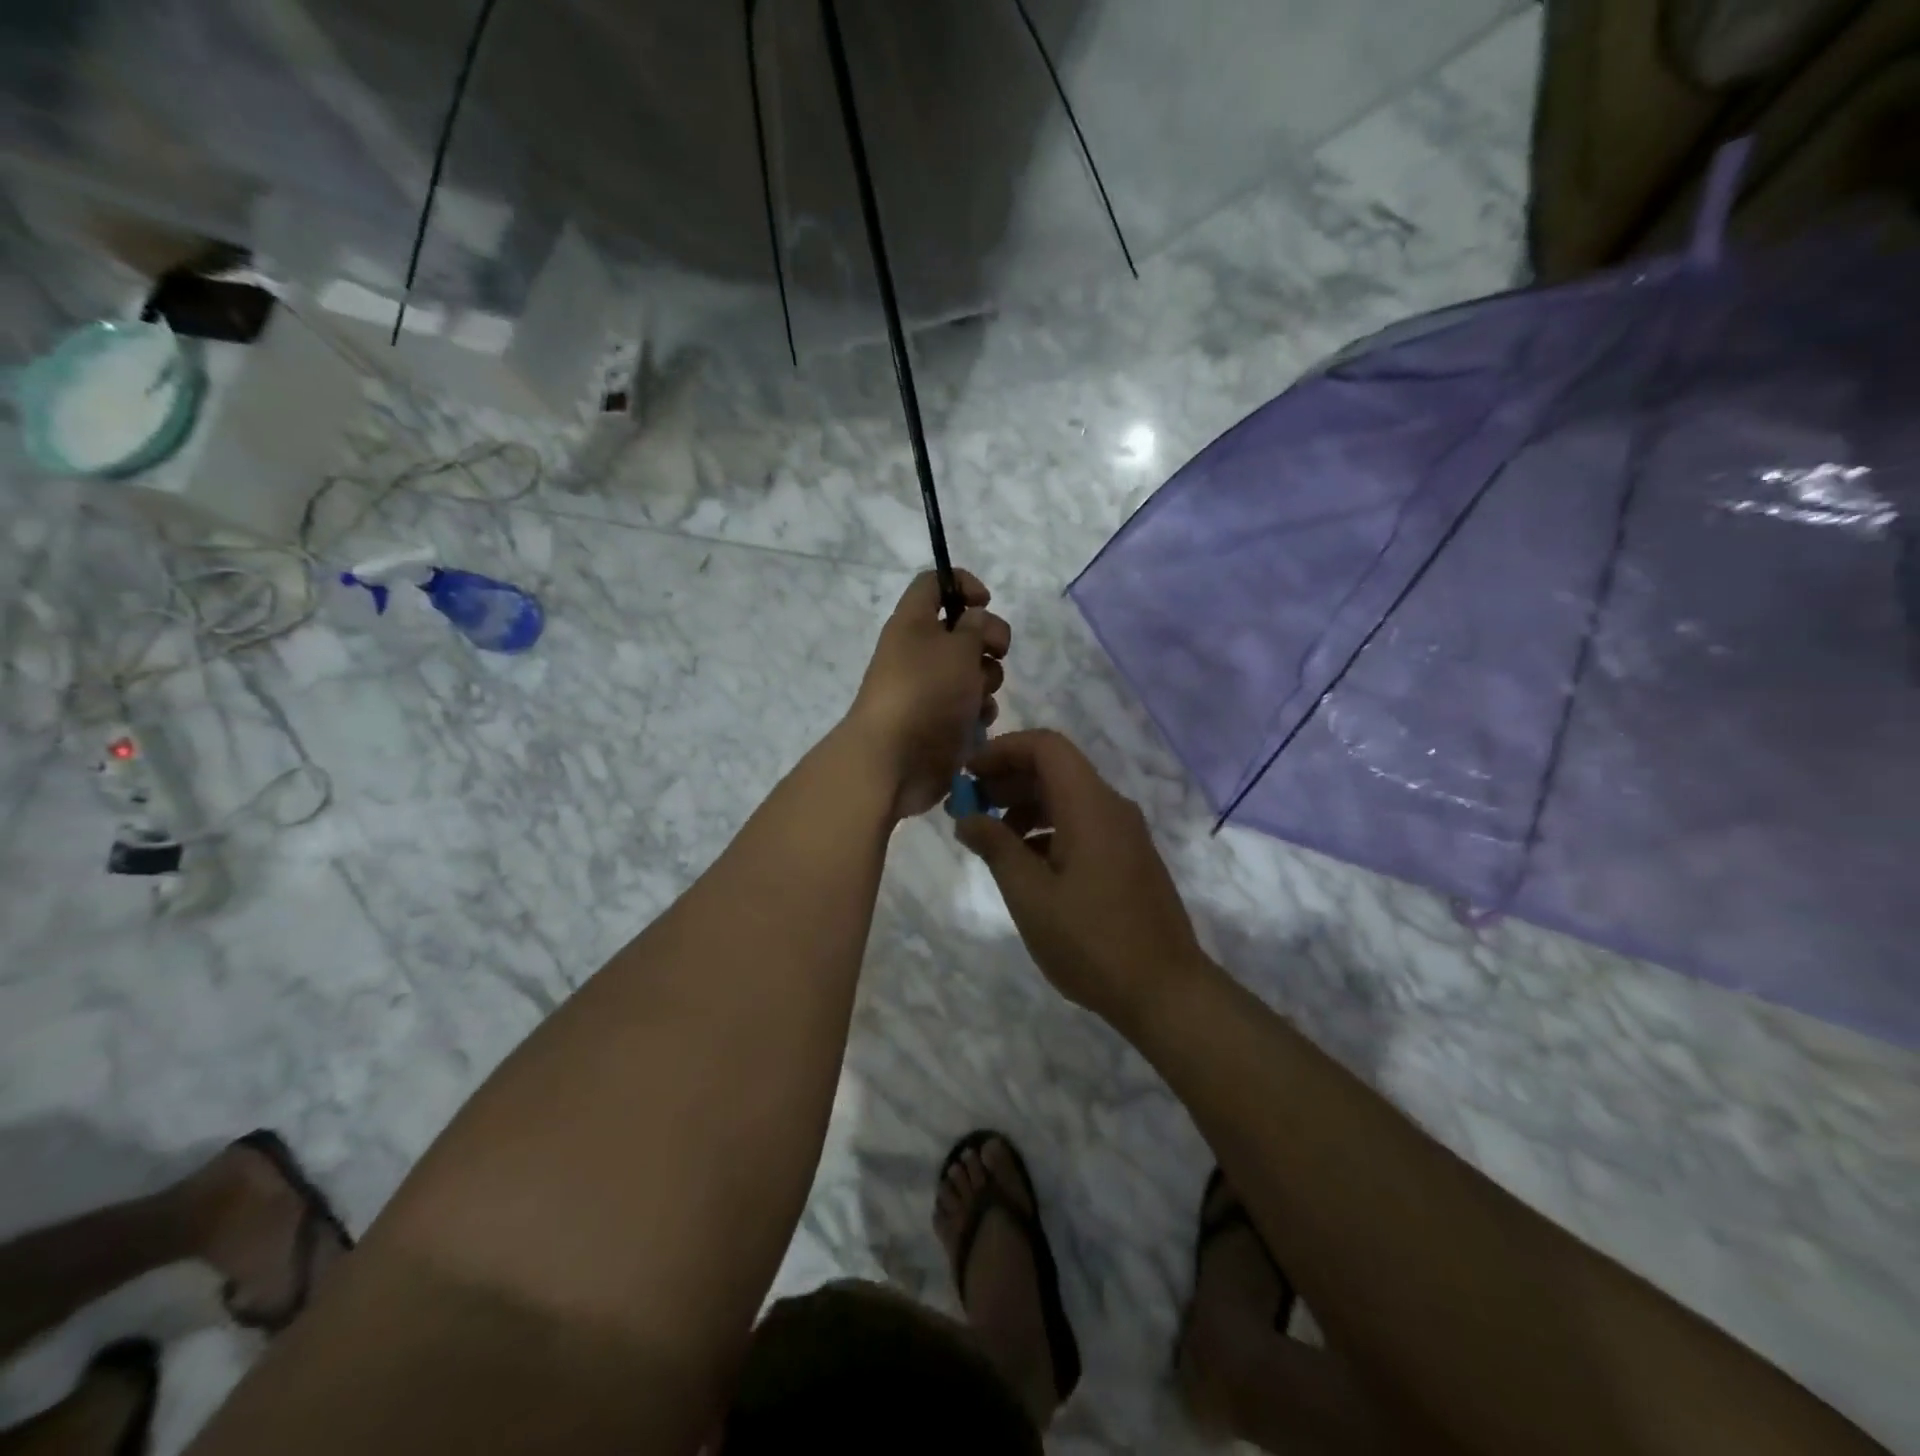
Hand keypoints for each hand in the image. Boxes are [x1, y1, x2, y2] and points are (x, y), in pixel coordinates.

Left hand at [846, 569, 1010, 820]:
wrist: (895, 761)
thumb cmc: (926, 693)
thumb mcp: (958, 647)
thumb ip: (975, 626)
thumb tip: (974, 619)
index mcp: (913, 622)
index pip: (933, 583)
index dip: (962, 584)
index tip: (986, 602)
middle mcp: (918, 651)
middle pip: (962, 629)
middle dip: (987, 640)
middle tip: (995, 653)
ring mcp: (929, 688)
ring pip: (972, 670)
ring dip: (986, 679)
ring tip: (979, 697)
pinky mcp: (940, 721)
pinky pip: (969, 705)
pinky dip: (978, 711)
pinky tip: (978, 722)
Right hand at [954, 729, 1207, 1027]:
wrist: (1165, 991)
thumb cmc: (1091, 940)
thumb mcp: (1030, 895)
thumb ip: (996, 847)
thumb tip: (967, 818)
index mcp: (1090, 805)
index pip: (1045, 746)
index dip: (1003, 750)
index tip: (968, 774)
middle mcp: (1112, 808)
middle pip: (1056, 769)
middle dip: (1008, 779)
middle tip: (969, 806)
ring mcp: (1124, 833)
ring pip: (1068, 798)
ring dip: (1026, 806)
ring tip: (991, 839)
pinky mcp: (1128, 858)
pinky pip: (1083, 824)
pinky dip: (1048, 829)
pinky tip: (1025, 864)